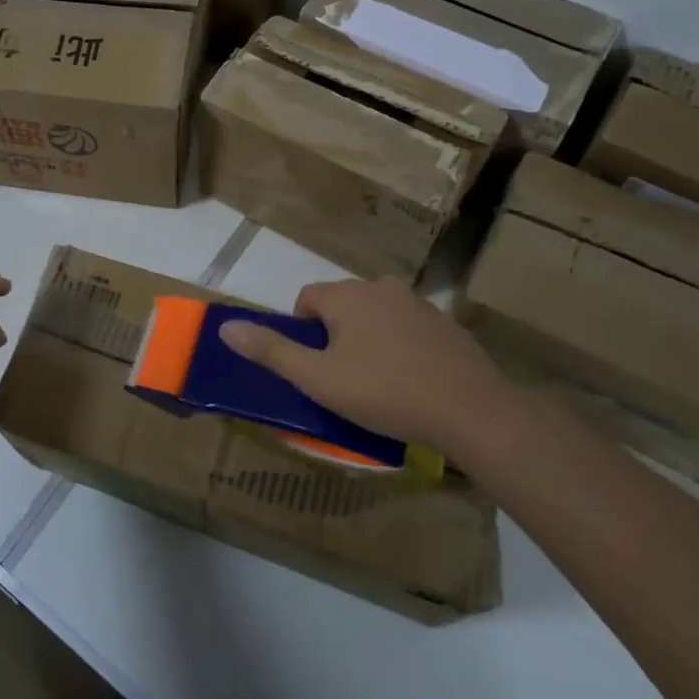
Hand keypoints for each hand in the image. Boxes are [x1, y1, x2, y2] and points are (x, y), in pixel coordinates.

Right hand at [218, 278, 508, 447]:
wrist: (471, 411)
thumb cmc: (384, 392)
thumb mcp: (318, 378)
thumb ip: (271, 351)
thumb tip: (226, 327)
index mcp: (347, 296)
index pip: (307, 299)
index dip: (301, 332)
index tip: (314, 367)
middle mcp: (381, 288)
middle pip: (342, 306)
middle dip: (336, 336)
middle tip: (343, 379)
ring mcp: (419, 304)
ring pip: (376, 316)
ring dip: (369, 340)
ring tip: (378, 384)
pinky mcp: (447, 325)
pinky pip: (408, 330)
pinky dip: (401, 348)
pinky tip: (411, 383)